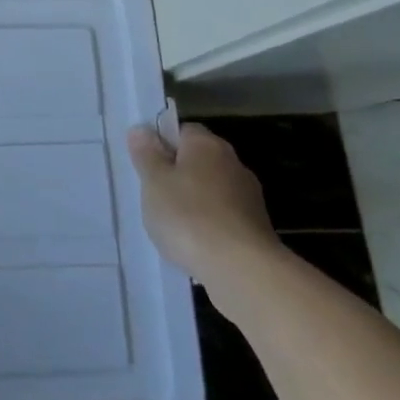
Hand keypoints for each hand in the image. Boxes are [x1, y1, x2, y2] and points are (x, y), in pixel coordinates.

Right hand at [128, 121, 281, 293]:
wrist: (242, 269)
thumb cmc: (188, 216)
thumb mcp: (154, 181)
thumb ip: (146, 154)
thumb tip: (141, 130)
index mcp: (206, 145)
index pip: (182, 131)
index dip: (162, 145)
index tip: (146, 166)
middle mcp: (233, 163)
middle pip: (198, 161)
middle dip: (177, 175)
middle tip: (153, 196)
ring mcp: (249, 197)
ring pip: (211, 190)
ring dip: (194, 202)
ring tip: (172, 226)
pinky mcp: (257, 228)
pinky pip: (224, 217)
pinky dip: (210, 225)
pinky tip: (195, 244)